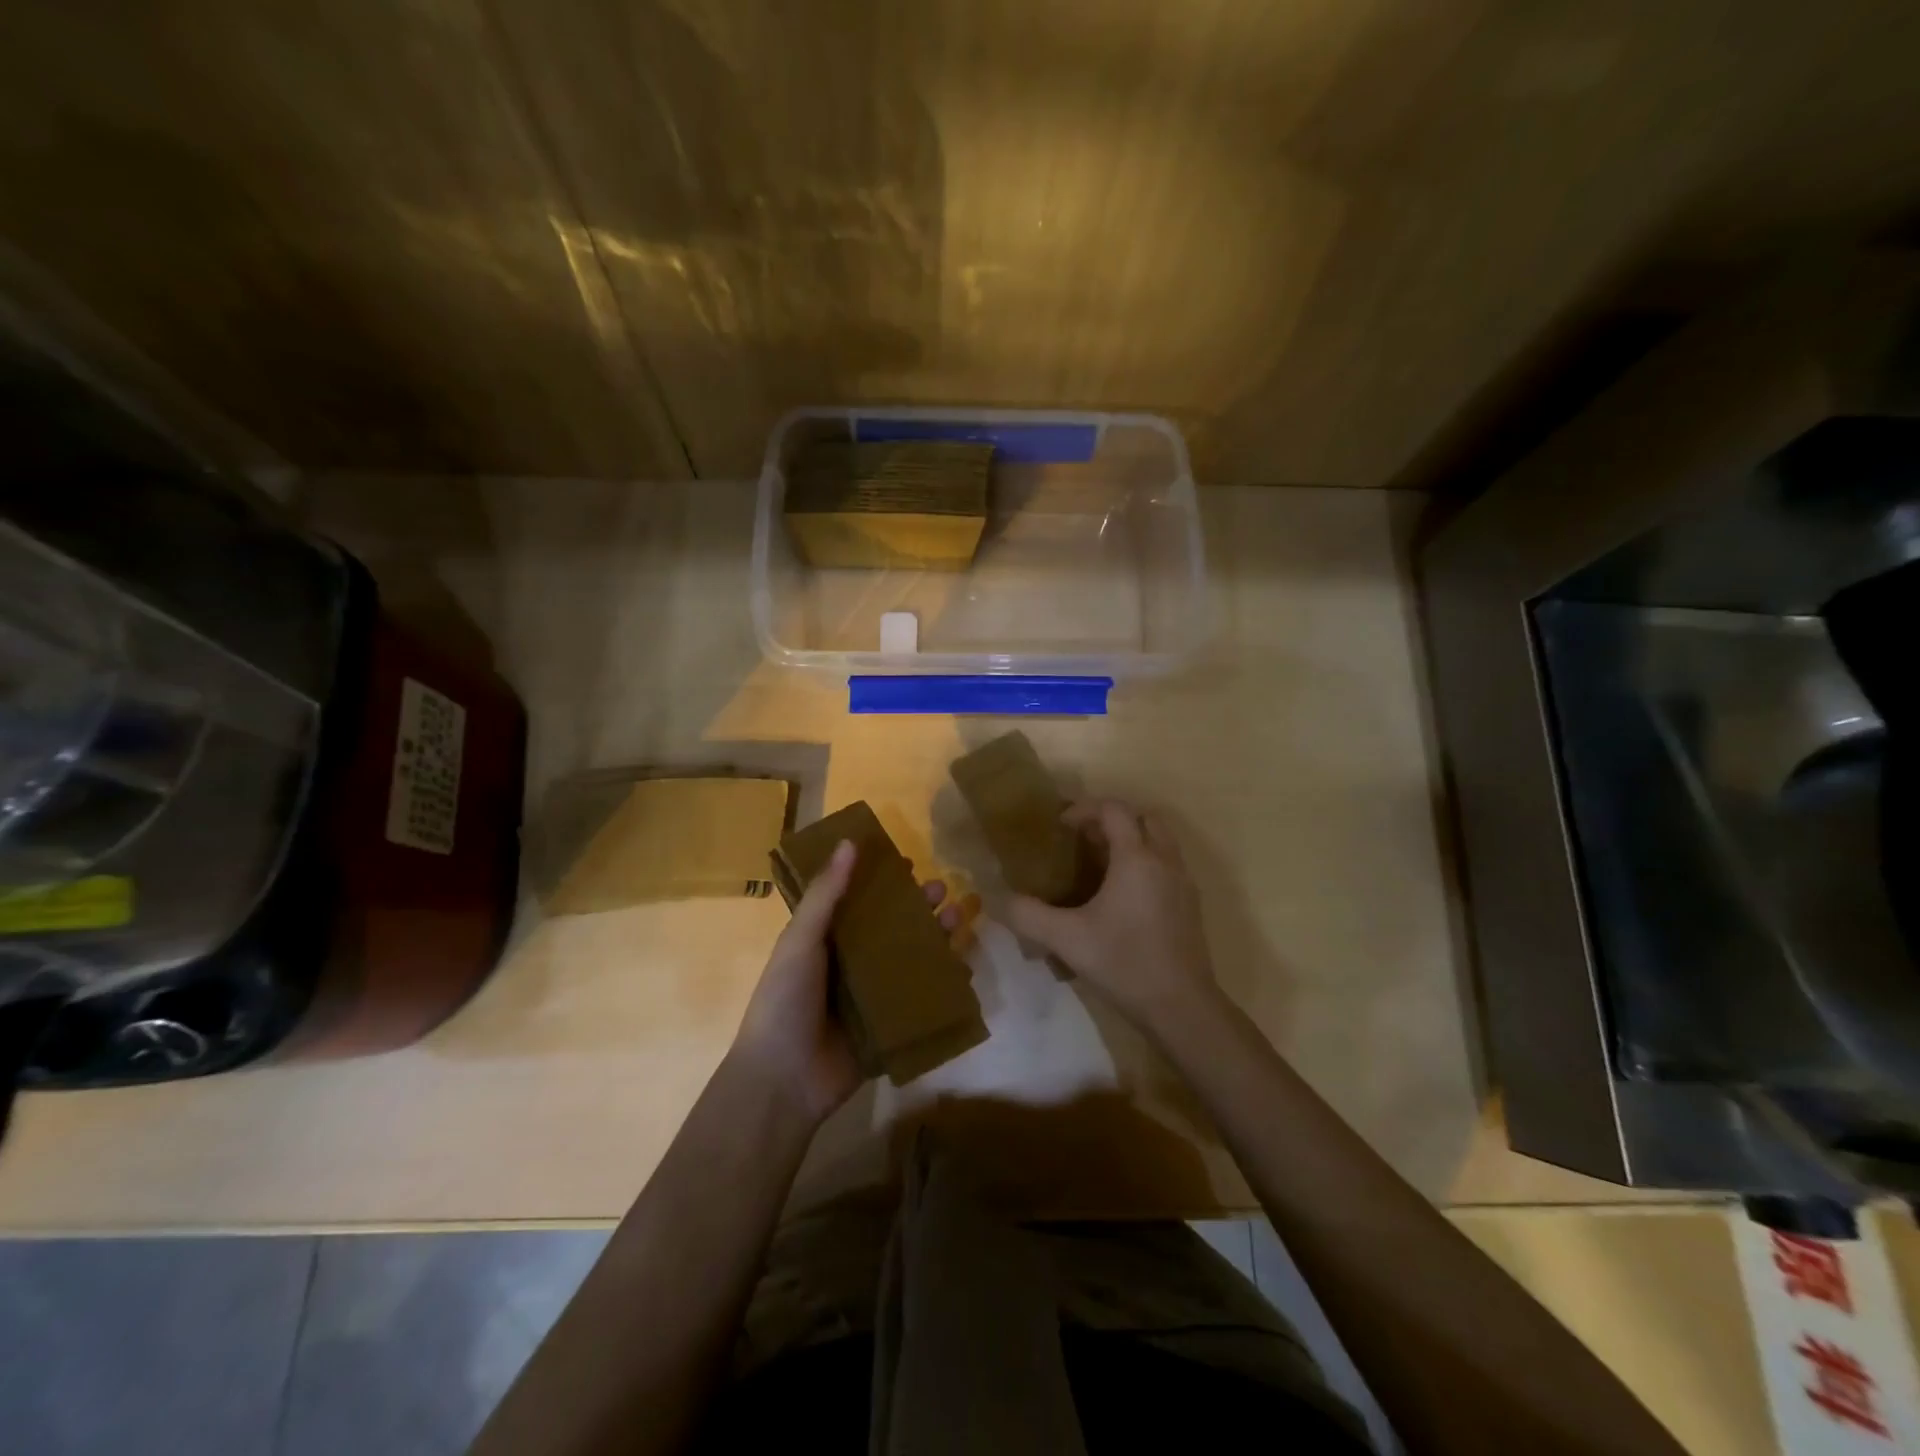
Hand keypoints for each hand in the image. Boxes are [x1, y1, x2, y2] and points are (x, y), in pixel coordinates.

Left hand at [731, 841, 960, 1124]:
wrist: (783, 1081)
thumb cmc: (785, 1001)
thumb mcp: (800, 941)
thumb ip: (825, 894)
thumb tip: (849, 842)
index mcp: (826, 940)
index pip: (859, 901)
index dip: (882, 882)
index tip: (909, 864)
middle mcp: (850, 963)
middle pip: (892, 928)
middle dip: (918, 908)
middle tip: (944, 890)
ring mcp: (871, 996)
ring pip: (910, 959)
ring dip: (935, 939)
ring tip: (960, 919)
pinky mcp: (889, 1026)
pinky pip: (920, 999)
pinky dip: (942, 983)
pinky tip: (965, 967)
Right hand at [1007, 799, 1219, 1032]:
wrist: (1182, 1007)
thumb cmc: (1124, 963)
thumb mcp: (1066, 940)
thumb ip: (1028, 915)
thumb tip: (998, 900)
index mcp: (1136, 858)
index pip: (1114, 809)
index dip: (1084, 809)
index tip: (1060, 827)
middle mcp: (1165, 861)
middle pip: (1143, 817)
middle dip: (1112, 820)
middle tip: (1083, 841)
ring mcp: (1183, 882)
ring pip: (1160, 841)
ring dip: (1132, 841)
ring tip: (1100, 867)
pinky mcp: (1191, 905)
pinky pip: (1168, 865)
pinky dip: (1146, 863)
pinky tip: (1123, 898)